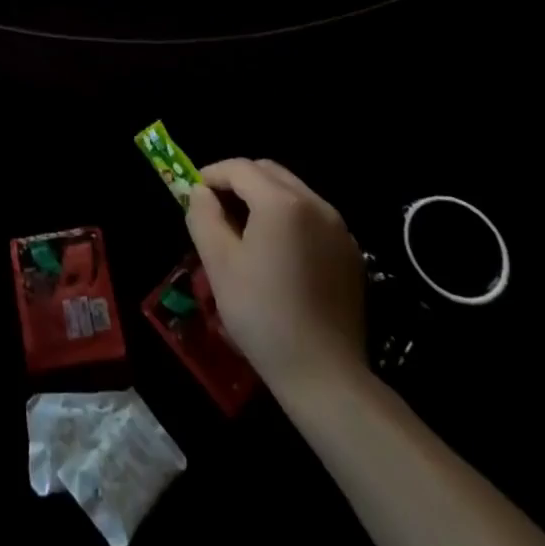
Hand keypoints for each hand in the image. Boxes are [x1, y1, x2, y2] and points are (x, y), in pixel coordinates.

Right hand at [186, 158, 366, 394]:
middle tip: (216, 209)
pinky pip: (312, 217)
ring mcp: (338, 229)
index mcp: (282, 202)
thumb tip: (201, 192)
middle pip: (268, 172)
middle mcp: (315, 204)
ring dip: (263, 198)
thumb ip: (203, 215)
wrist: (326, 377)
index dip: (211, 174)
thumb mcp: (218, 263)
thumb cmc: (263, 315)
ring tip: (244, 230)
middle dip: (238, 181)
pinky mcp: (351, 253)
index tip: (194, 194)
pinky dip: (288, 218)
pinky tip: (276, 252)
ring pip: (292, 192)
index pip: (239, 168)